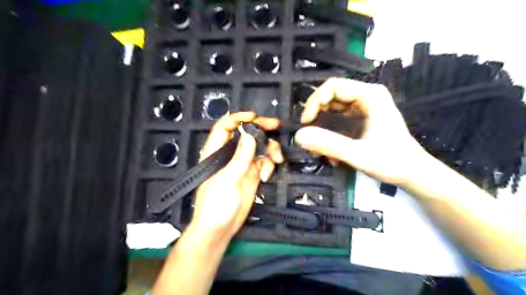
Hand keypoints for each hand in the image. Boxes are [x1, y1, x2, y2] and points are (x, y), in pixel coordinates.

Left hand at [191, 112, 283, 240]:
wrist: (220, 229)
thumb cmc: (216, 205)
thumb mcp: (227, 180)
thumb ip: (240, 157)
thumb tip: (250, 134)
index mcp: (217, 152)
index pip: (225, 127)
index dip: (238, 118)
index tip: (254, 117)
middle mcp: (230, 155)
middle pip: (246, 134)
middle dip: (261, 129)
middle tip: (276, 126)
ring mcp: (243, 164)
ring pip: (259, 147)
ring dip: (270, 150)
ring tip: (276, 159)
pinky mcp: (252, 174)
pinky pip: (264, 162)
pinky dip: (269, 165)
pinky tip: (267, 176)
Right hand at [294, 77, 428, 185]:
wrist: (413, 174)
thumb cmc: (393, 162)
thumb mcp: (359, 155)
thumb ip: (329, 144)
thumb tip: (298, 136)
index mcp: (370, 96)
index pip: (333, 86)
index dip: (315, 101)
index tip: (306, 122)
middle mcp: (366, 96)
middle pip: (331, 96)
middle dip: (316, 115)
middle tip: (307, 135)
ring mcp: (363, 107)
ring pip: (331, 108)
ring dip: (320, 125)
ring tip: (316, 147)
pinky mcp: (360, 118)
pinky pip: (337, 118)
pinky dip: (328, 132)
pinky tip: (327, 150)